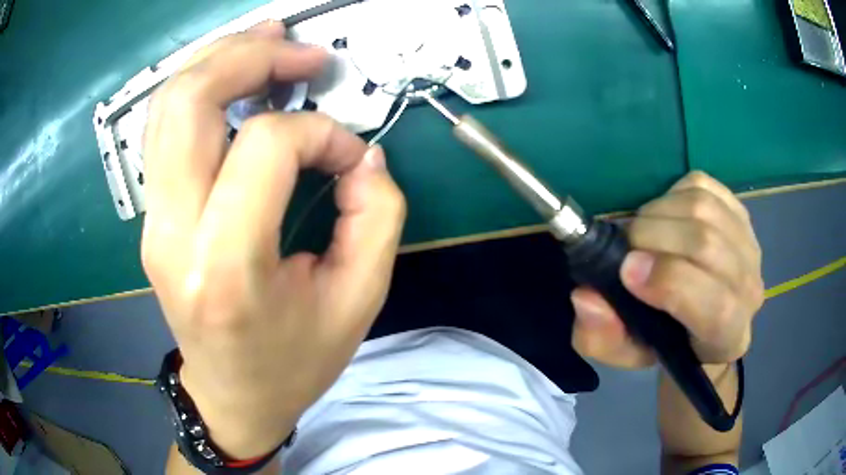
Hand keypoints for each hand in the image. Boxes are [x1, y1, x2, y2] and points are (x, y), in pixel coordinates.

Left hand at [141, 22, 405, 458]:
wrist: (231, 396)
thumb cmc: (293, 363)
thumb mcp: (357, 302)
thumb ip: (374, 217)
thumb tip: (362, 155)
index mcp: (225, 267)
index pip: (263, 148)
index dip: (319, 134)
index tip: (349, 157)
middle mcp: (172, 234)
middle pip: (190, 102)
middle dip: (249, 56)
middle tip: (300, 51)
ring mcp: (152, 221)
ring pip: (167, 105)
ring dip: (218, 59)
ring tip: (266, 41)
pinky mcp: (152, 215)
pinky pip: (164, 129)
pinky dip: (199, 86)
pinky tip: (233, 74)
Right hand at [571, 171, 763, 367]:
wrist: (704, 320)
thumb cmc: (666, 342)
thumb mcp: (626, 353)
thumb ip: (602, 337)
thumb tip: (587, 295)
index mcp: (728, 336)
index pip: (715, 305)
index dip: (671, 282)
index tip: (626, 270)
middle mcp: (750, 289)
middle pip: (707, 245)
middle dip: (654, 237)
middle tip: (626, 246)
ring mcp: (749, 244)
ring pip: (703, 208)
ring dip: (659, 212)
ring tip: (642, 231)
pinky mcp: (739, 211)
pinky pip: (703, 186)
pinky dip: (673, 193)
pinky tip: (665, 215)